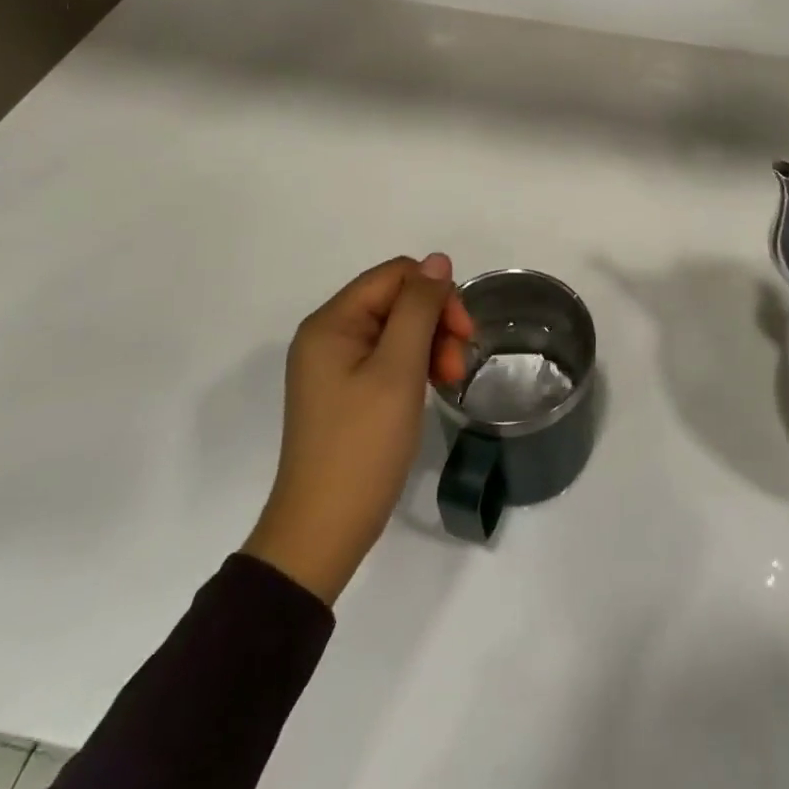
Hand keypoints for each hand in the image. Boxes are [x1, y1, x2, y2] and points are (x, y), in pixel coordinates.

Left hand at [243, 254, 474, 603]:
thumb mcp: (398, 370)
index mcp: (331, 323)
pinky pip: (387, 357)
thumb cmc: (363, 444)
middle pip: (396, 301)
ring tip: (448, 383)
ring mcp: (334, 364)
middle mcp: (328, 335)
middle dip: (436, 324)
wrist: (325, 529)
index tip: (464, 335)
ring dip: (430, 346)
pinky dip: (415, 365)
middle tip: (457, 368)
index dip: (437, 295)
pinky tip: (430, 388)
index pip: (396, 276)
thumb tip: (437, 260)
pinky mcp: (345, 390)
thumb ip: (419, 308)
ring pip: (397, 329)